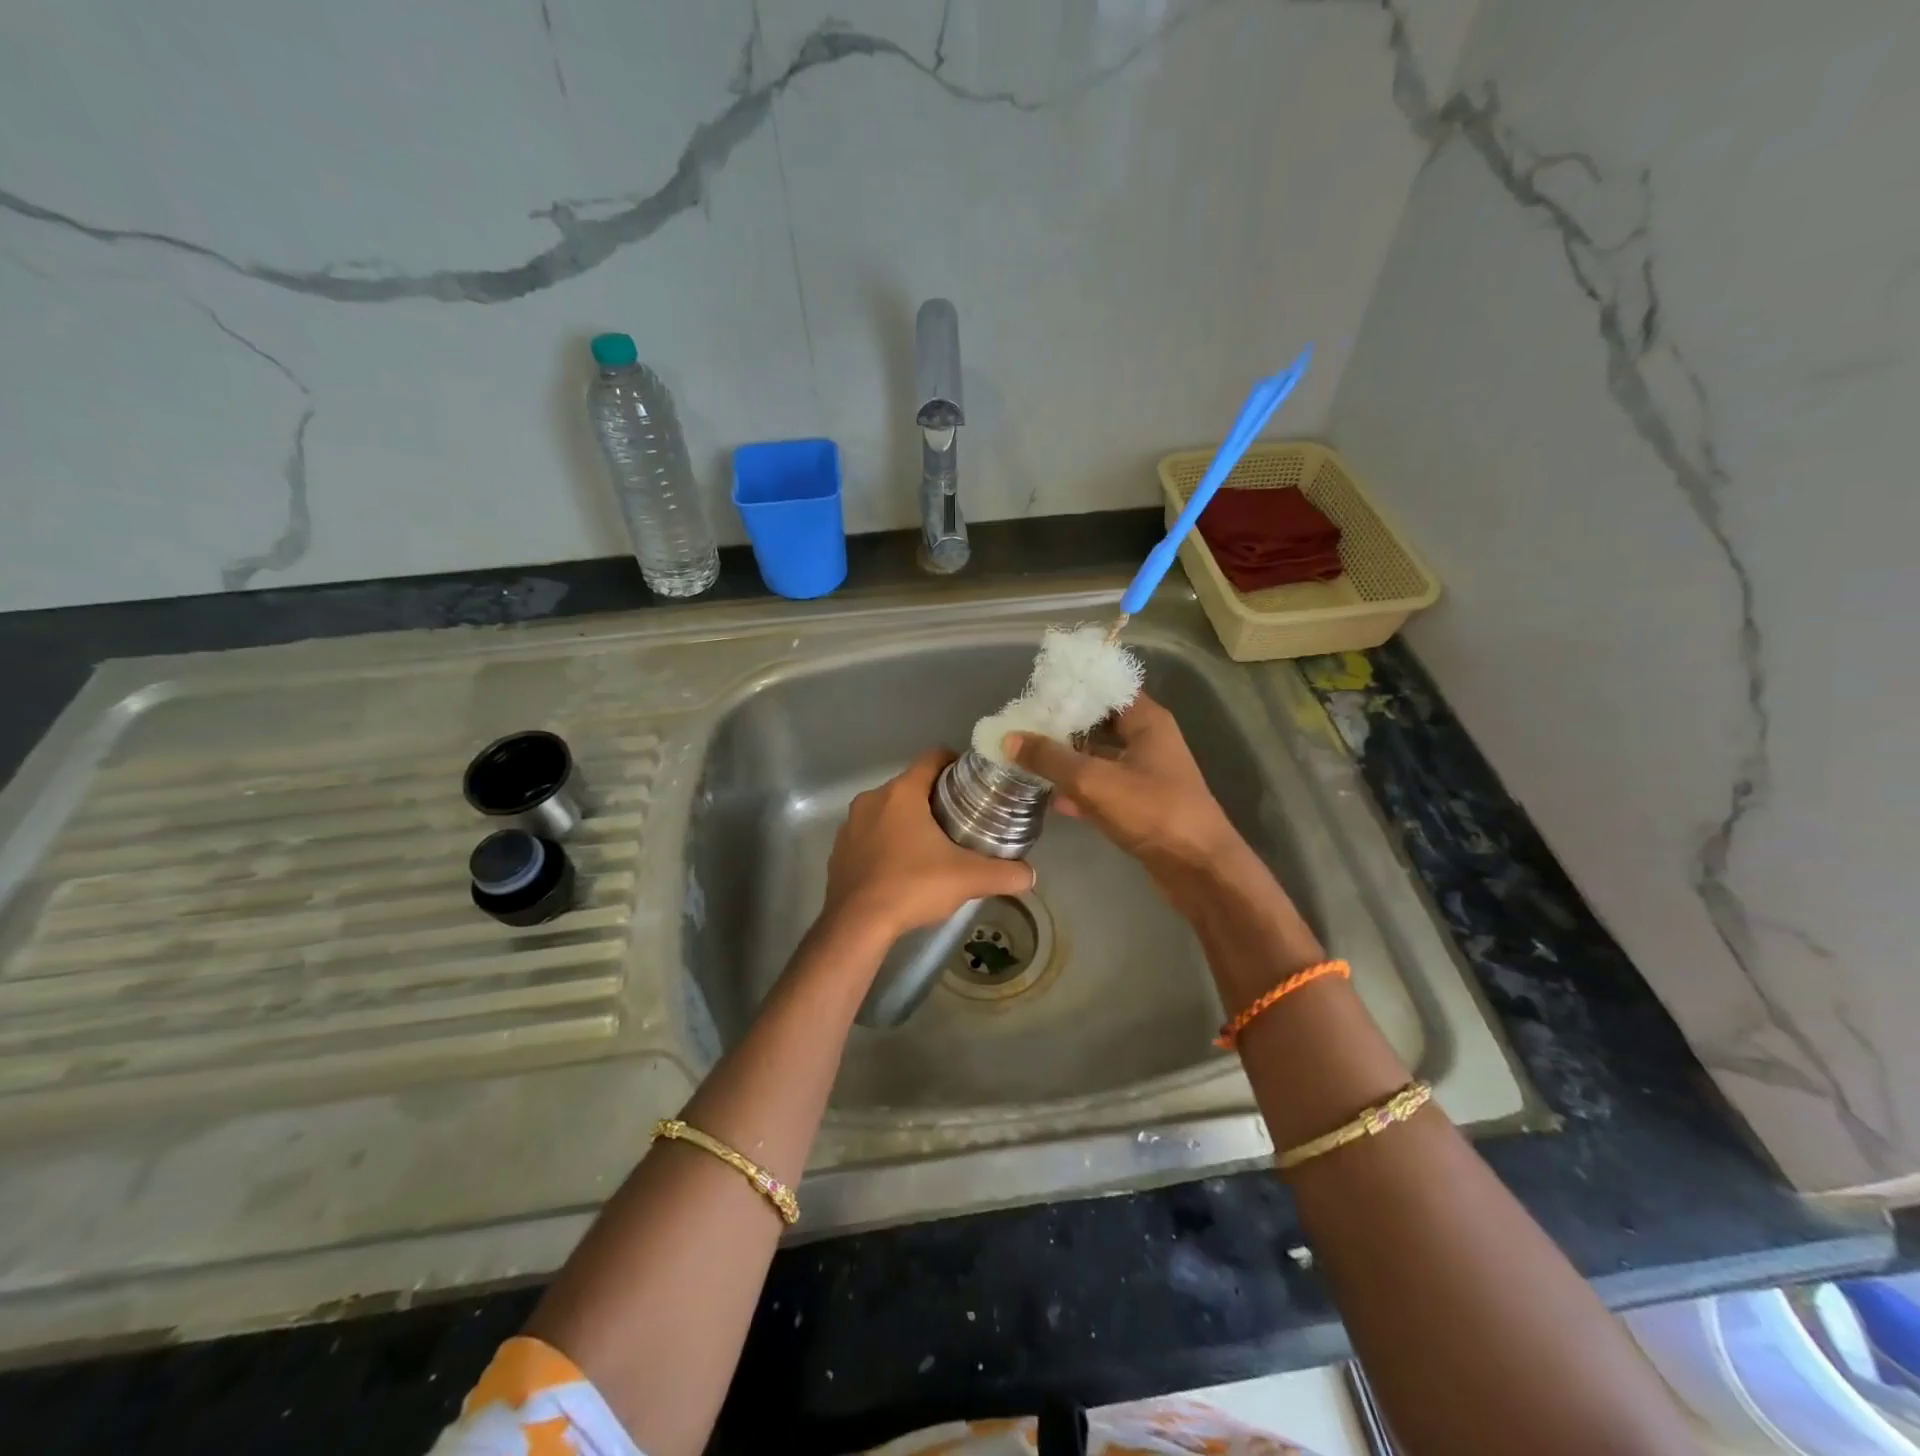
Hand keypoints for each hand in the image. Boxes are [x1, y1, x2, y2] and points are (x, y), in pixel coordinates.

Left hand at [821, 748, 1035, 942]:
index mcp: (901, 792)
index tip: (975, 781)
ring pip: (888, 810)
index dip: (956, 763)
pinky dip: (887, 841)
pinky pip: (869, 834)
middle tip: (963, 817)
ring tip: (934, 843)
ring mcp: (850, 825)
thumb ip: (1004, 874)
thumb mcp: (967, 879)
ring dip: (909, 820)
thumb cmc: (912, 886)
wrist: (856, 926)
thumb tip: (1030, 876)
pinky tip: (903, 866)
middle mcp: (872, 799)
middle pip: (911, 785)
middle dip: (936, 796)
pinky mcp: (839, 850)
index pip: (932, 757)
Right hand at [1005, 694, 1240, 877]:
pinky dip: (1078, 790)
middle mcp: (1147, 741)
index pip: (1108, 688)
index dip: (1074, 687)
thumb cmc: (1153, 811)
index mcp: (1146, 721)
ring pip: (1097, 758)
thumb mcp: (1094, 780)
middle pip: (1098, 723)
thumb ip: (1050, 758)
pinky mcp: (1138, 805)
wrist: (1199, 868)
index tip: (1037, 691)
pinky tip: (1049, 798)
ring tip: (1026, 757)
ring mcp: (1143, 775)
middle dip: (1062, 725)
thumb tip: (1010, 738)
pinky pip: (1101, 788)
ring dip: (1066, 759)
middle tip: (1022, 725)